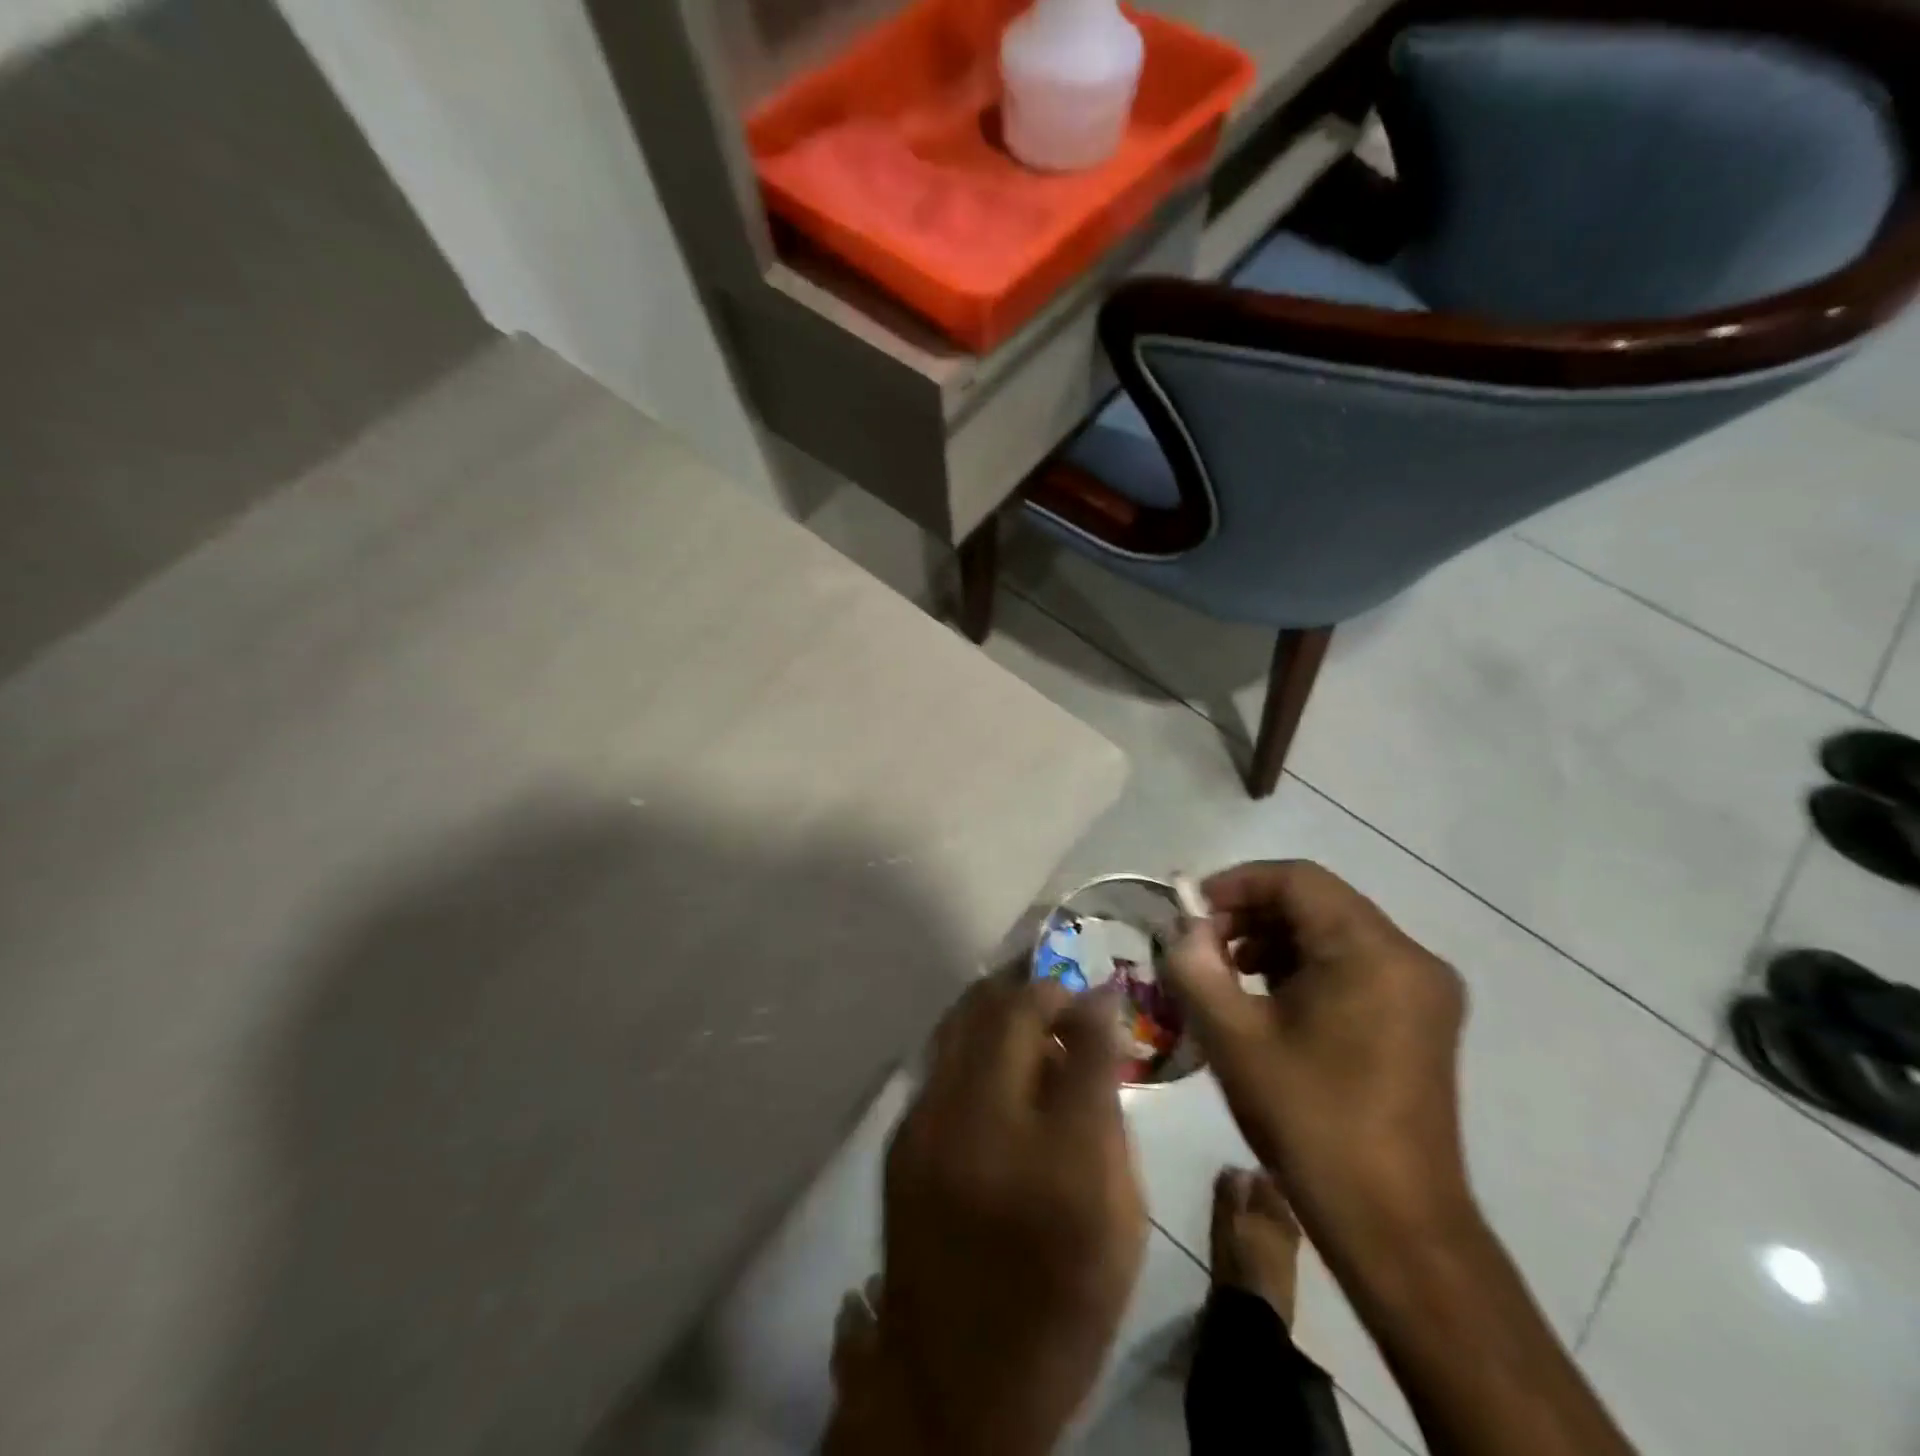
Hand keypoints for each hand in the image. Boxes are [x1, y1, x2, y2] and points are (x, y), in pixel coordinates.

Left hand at [828, 976, 1147, 1455]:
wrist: (954, 1380)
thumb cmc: (1060, 1306)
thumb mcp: (1120, 1223)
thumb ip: (1110, 1119)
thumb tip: (1098, 1038)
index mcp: (1059, 1161)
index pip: (1084, 1044)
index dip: (1097, 1005)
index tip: (1102, 993)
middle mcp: (983, 1125)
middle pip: (1010, 1012)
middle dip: (1043, 990)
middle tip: (1063, 1000)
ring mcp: (929, 1123)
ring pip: (964, 1018)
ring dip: (1001, 1005)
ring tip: (1027, 1015)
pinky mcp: (900, 1134)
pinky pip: (942, 1055)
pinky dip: (973, 1039)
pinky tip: (991, 1058)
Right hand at [1164, 861, 1470, 1241]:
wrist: (1395, 1226)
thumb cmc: (1311, 1122)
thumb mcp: (1234, 1039)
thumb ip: (1196, 968)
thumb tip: (1181, 929)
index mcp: (1372, 952)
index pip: (1296, 879)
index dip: (1235, 885)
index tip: (1189, 914)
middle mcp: (1410, 958)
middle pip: (1317, 902)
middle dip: (1251, 915)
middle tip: (1202, 947)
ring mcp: (1422, 991)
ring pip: (1334, 932)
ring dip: (1274, 941)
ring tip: (1228, 975)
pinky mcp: (1421, 1019)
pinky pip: (1354, 965)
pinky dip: (1305, 967)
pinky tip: (1268, 1001)